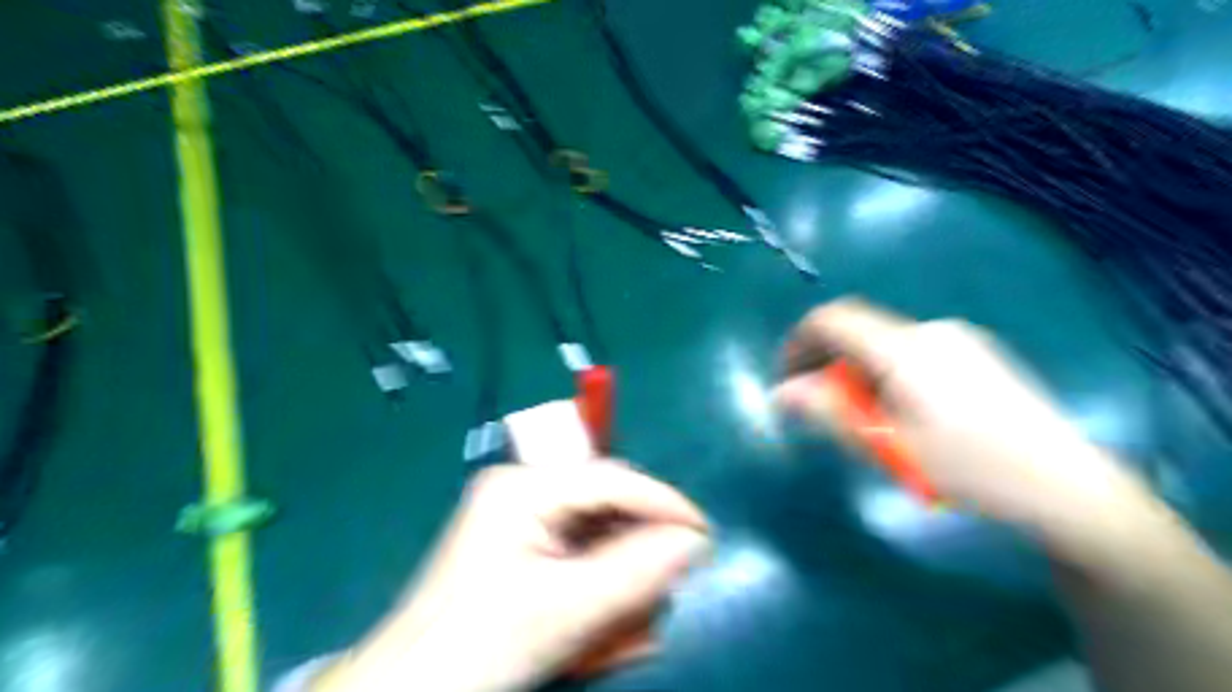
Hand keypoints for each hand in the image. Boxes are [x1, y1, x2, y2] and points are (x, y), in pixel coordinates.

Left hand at [312, 463, 711, 691]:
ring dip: (624, 576)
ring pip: (597, 536)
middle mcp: (522, 491)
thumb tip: (696, 543)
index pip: (610, 479)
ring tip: (641, 620)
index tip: (706, 534)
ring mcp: (520, 520)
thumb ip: (636, 572)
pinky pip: (579, 557)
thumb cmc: (480, 645)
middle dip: (641, 548)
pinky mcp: (521, 550)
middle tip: (673, 584)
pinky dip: (602, 588)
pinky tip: (614, 626)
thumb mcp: (566, 609)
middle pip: (605, 507)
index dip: (663, 503)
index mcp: (523, 486)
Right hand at [777, 298, 1167, 561]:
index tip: (787, 381)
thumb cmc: (971, 469)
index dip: (799, 344)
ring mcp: (958, 339)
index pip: (831, 320)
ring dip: (858, 372)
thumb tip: (781, 393)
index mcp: (904, 348)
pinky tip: (905, 413)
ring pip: (883, 343)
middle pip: (857, 332)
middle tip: (826, 412)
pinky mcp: (976, 354)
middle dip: (829, 365)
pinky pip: (911, 352)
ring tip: (869, 421)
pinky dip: (887, 373)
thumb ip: (830, 412)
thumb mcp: (890, 445)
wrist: (1069, 488)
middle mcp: (929, 331)